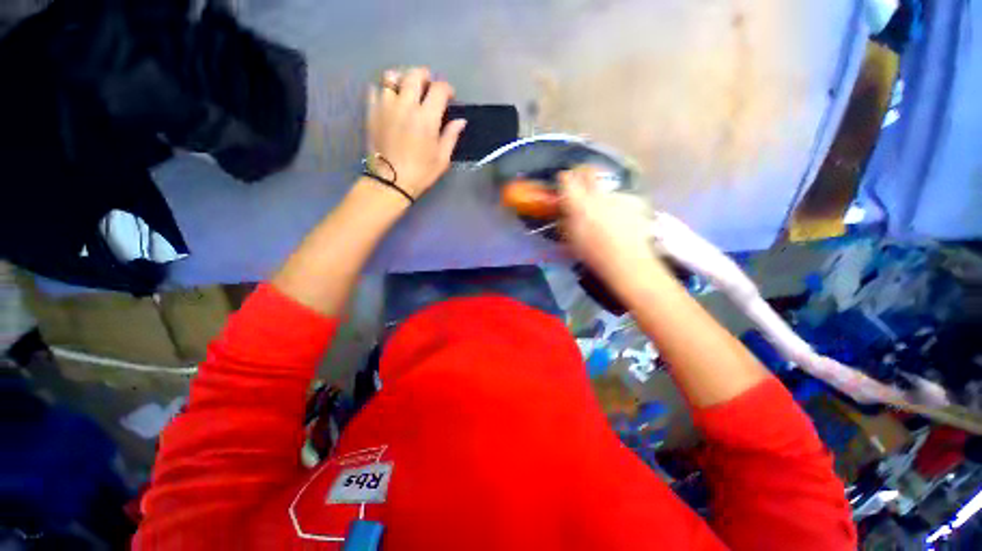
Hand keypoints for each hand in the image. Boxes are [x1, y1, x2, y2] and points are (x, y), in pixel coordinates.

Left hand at [366, 67, 466, 197]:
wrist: (390, 182)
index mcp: (426, 118)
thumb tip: (460, 120)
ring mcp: (386, 106)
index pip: (439, 89)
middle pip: (415, 75)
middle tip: (429, 87)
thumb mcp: (442, 159)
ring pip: (392, 76)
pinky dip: (384, 89)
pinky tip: (391, 100)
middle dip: (425, 76)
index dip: (447, 89)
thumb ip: (451, 136)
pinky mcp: (372, 111)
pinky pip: (375, 89)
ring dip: (403, 79)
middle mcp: (406, 105)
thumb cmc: (420, 173)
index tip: (449, 97)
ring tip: (407, 89)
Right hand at [559, 165, 666, 294]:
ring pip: (606, 188)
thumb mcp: (571, 240)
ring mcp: (618, 197)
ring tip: (605, 209)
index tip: (563, 178)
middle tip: (581, 181)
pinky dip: (619, 204)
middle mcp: (597, 195)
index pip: (568, 180)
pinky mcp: (634, 202)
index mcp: (578, 204)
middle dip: (583, 175)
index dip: (565, 178)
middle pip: (589, 174)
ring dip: (602, 194)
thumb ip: (567, 222)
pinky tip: (621, 217)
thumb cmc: (592, 254)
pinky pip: (622, 198)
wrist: (626, 260)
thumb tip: (565, 213)